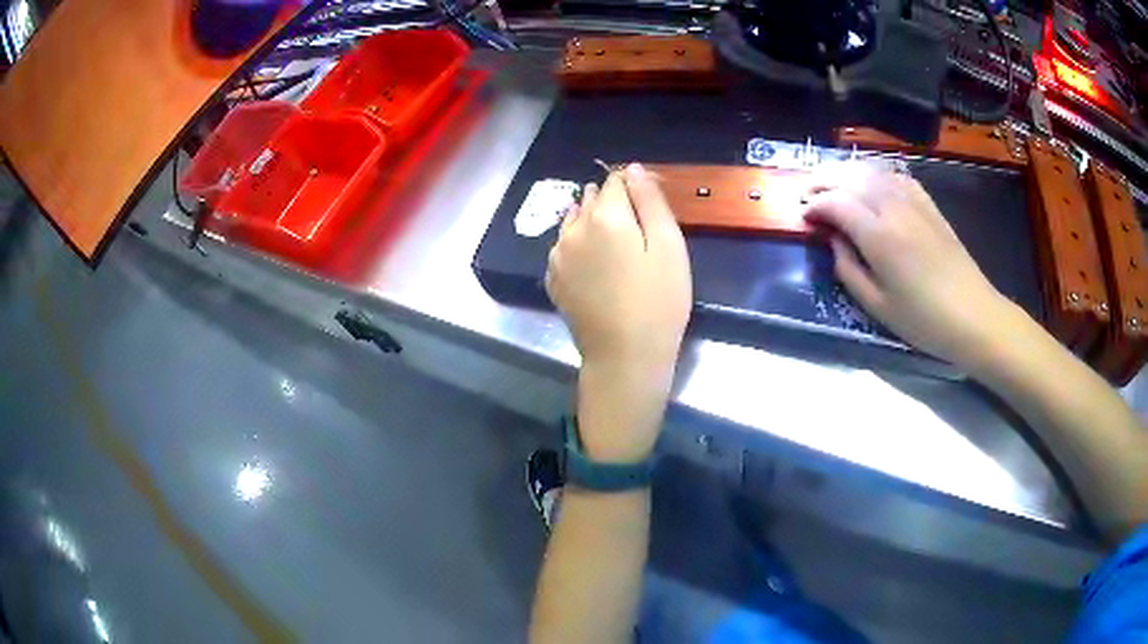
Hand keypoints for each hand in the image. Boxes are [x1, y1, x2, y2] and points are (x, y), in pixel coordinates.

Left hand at [546, 163, 691, 461]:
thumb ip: (650, 201)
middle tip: (637, 229)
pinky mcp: (553, 279)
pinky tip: (595, 264)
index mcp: (604, 216)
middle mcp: (572, 229)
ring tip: (615, 244)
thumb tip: (633, 169)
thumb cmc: (658, 301)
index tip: (650, 205)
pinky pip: (564, 247)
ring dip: (592, 221)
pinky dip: (578, 245)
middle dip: (612, 203)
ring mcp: (557, 255)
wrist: (625, 356)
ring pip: (573, 221)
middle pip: (591, 199)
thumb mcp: (668, 246)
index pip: (615, 181)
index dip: (634, 186)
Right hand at [802, 164, 1016, 368]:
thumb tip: (833, 240)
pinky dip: (875, 173)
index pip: (836, 203)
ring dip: (846, 172)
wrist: (973, 316)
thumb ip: (848, 269)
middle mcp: (893, 208)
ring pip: (872, 171)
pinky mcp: (928, 205)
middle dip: (823, 180)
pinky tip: (870, 183)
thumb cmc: (923, 320)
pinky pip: (896, 176)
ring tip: (832, 183)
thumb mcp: (877, 306)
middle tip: (807, 193)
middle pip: (850, 177)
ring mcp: (914, 202)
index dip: (814, 206)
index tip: (803, 217)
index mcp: (879, 236)